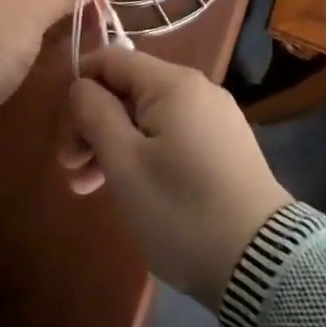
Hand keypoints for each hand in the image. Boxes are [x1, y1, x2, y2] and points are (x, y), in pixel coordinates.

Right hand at [60, 46, 290, 309]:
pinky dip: (144, 153)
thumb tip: (82, 86)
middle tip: (70, 168)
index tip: (62, 128)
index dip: (80, 84)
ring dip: (114, 144)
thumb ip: (95, 113)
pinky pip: (172, 136)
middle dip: (94, 123)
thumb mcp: (124, 163)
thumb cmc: (181, 210)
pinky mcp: (226, 148)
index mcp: (173, 83)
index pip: (112, 59)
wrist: (263, 267)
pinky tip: (130, 189)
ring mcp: (216, 119)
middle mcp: (197, 89)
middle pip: (129, 89)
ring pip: (148, 117)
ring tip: (87, 188)